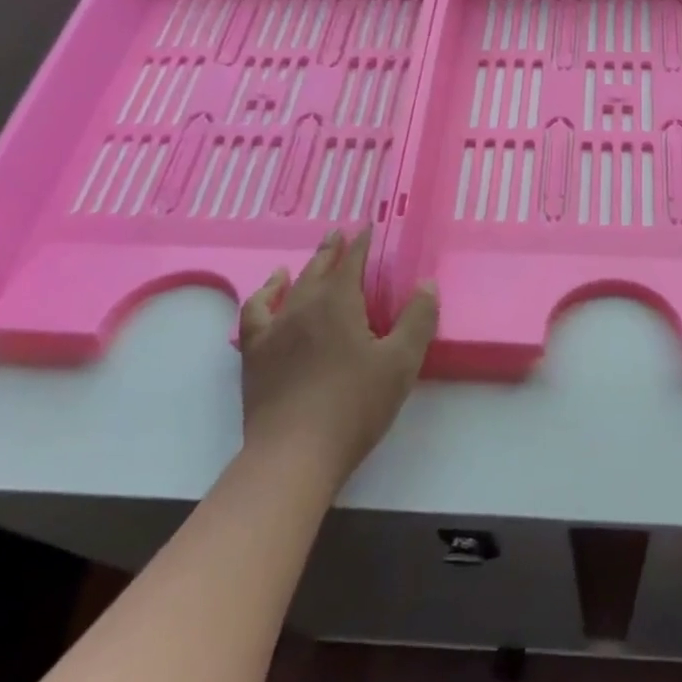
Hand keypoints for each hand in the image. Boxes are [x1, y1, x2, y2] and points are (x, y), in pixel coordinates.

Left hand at [236, 228, 438, 486]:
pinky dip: (263, 297)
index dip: (362, 244)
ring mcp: (274, 330)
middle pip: (319, 269)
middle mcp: (303, 306)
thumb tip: (427, 283)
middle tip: (338, 233)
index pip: (352, 262)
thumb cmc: (355, 405)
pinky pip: (254, 314)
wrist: (295, 453)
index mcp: (338, 303)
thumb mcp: (401, 363)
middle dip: (332, 250)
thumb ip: (417, 319)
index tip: (367, 228)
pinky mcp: (255, 355)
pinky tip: (268, 295)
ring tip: (304, 262)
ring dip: (301, 270)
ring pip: (288, 288)